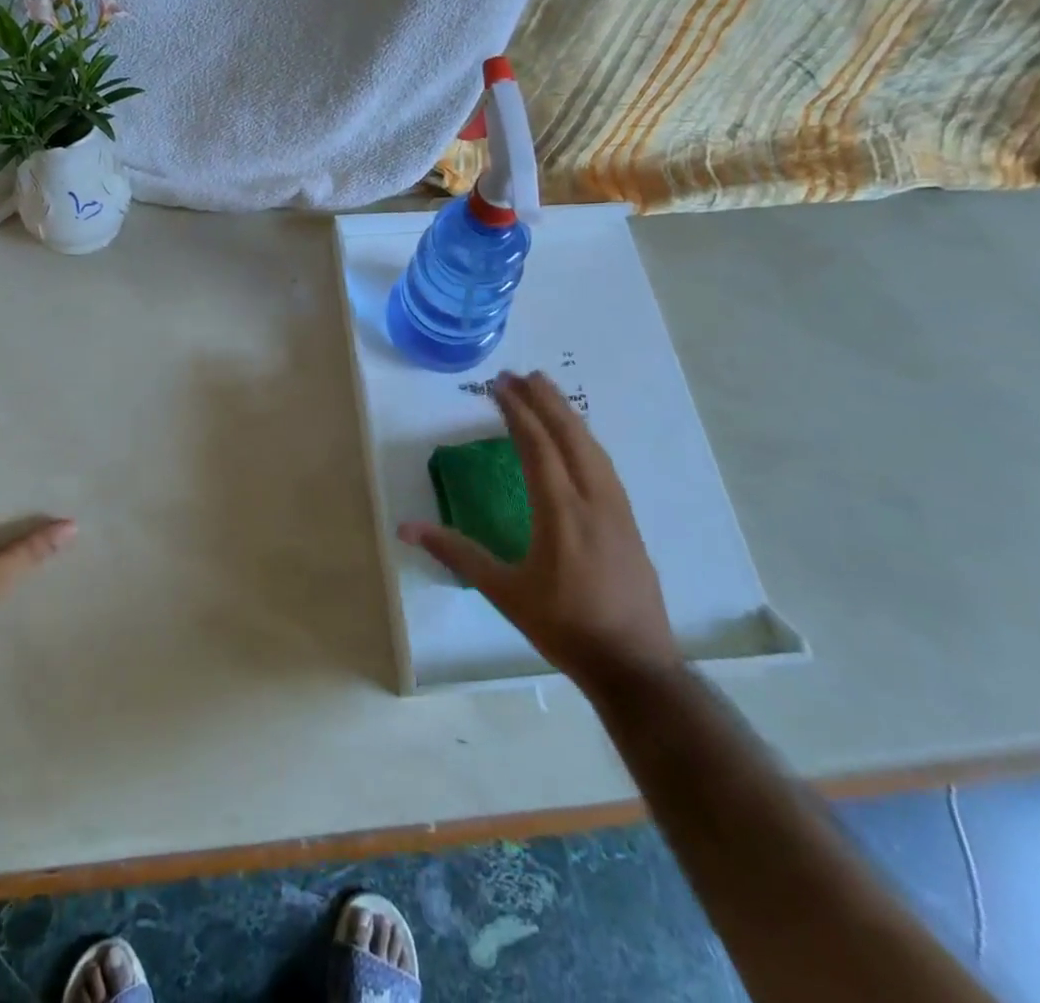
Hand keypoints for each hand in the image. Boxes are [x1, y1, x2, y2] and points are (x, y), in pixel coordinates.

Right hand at [398, 370, 679, 692]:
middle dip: (546, 401)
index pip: (538, 446)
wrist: (634, 666)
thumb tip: (406, 528)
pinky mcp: (629, 524)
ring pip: (593, 448)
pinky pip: (604, 466)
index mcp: (562, 512)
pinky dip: (585, 440)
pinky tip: (578, 441)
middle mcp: (594, 500)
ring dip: (568, 416)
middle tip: (522, 374)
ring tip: (548, 393)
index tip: (499, 385)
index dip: (517, 411)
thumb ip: (458, 553)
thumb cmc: (564, 627)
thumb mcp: (504, 592)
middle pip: (571, 436)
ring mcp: (618, 510)